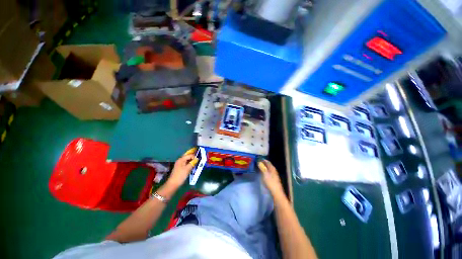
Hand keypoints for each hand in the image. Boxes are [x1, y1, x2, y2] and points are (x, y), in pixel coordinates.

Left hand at [165, 148, 198, 188]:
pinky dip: (190, 164)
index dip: (194, 156)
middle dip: (193, 157)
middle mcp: (180, 160)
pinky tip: (193, 166)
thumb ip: (193, 163)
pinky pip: (186, 163)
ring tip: (197, 162)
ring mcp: (180, 164)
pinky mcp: (180, 168)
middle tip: (198, 159)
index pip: (189, 155)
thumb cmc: (180, 175)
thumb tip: (197, 159)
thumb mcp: (187, 169)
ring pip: (187, 160)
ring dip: (192, 160)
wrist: (173, 184)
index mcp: (181, 159)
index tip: (199, 160)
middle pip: (188, 157)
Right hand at [258, 159, 284, 196]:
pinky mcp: (274, 179)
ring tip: (259, 167)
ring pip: (269, 169)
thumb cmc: (270, 182)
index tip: (258, 159)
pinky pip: (269, 172)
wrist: (276, 192)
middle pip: (268, 165)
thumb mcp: (264, 174)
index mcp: (272, 168)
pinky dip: (265, 171)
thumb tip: (259, 162)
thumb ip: (262, 167)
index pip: (267, 162)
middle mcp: (274, 170)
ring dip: (264, 167)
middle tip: (258, 163)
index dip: (263, 160)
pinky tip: (263, 173)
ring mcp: (274, 175)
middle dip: (263, 163)